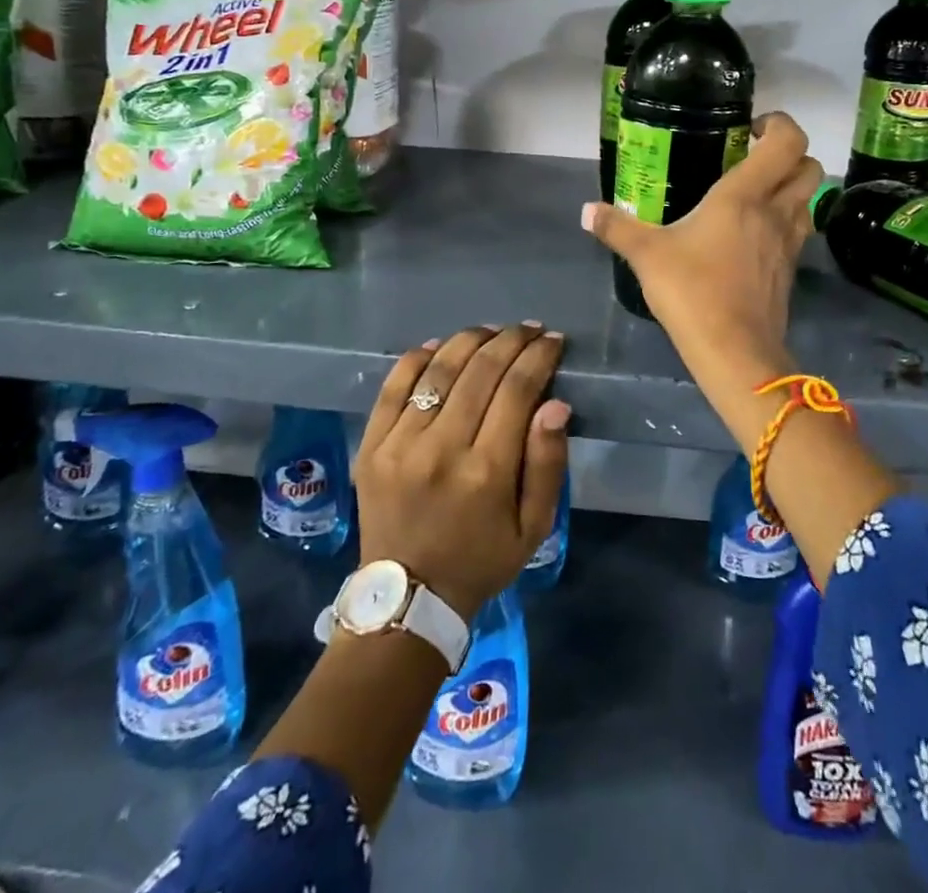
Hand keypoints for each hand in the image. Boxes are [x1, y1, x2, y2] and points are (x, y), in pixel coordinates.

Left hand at [353, 324, 570, 622]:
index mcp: (487, 471)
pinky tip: (440, 345)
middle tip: (529, 329)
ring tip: (492, 332)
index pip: (518, 390)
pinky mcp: (372, 443)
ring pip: (439, 369)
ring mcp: (400, 443)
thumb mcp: (533, 527)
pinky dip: (419, 357)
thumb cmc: (481, 560)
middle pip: (481, 370)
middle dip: (511, 340)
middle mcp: (442, 448)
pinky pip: (395, 385)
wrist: (407, 598)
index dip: (538, 357)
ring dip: (470, 340)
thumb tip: (556, 404)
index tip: (553, 340)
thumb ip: (548, 464)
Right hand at [582, 112, 822, 395]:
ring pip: (809, 199)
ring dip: (791, 187)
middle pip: (809, 166)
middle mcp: (776, 211)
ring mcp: (789, 242)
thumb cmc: (692, 291)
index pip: (788, 141)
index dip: (778, 124)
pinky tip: (753, 234)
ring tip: (754, 194)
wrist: (735, 352)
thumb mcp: (647, 256)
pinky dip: (786, 219)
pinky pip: (799, 230)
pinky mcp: (790, 270)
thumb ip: (617, 228)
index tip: (750, 129)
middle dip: (789, 154)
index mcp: (745, 195)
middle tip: (753, 158)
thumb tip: (586, 211)